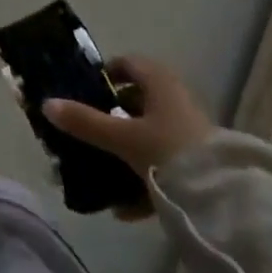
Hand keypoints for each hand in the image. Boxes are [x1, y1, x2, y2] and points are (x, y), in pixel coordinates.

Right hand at [43, 55, 213, 215]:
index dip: (104, 75)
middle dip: (111, 118)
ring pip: (147, 136)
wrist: (224, 201)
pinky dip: (142, 180)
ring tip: (100, 172)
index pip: (127, 64)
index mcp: (159, 81)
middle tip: (87, 133)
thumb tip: (47, 104)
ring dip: (125, 152)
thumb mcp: (121, 137)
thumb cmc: (168, 151)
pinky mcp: (197, 163)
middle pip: (136, 102)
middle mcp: (175, 99)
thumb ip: (85, 122)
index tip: (83, 93)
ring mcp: (188, 132)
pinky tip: (123, 208)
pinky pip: (161, 164)